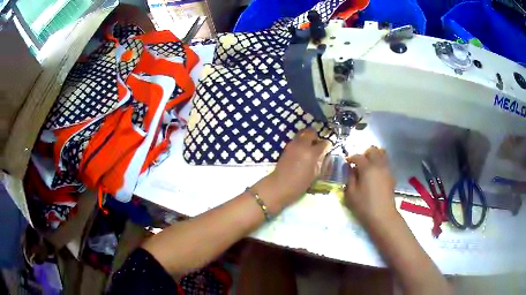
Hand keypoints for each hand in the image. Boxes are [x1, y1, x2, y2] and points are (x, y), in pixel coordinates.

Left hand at [252, 128, 330, 213]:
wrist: (280, 185)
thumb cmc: (300, 183)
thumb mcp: (315, 174)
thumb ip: (320, 161)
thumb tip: (323, 155)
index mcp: (312, 153)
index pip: (324, 143)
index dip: (327, 146)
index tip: (327, 150)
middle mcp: (302, 145)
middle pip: (311, 132)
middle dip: (316, 137)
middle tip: (317, 146)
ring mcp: (293, 144)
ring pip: (302, 134)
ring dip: (307, 138)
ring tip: (309, 149)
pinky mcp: (286, 147)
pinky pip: (296, 140)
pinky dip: (300, 143)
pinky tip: (301, 152)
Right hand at [345, 146, 397, 226]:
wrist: (383, 216)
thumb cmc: (364, 206)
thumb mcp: (351, 194)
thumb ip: (350, 178)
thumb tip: (350, 169)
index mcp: (367, 168)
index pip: (358, 156)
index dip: (351, 158)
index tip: (346, 163)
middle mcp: (379, 165)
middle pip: (372, 150)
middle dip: (364, 154)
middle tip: (358, 163)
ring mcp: (387, 169)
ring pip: (382, 153)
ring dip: (373, 156)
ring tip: (367, 166)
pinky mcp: (391, 176)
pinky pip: (385, 162)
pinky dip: (379, 163)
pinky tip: (374, 174)